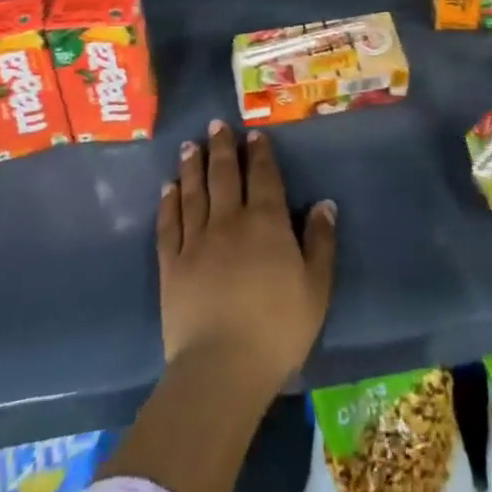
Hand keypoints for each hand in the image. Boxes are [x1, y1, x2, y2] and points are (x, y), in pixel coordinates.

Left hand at [158, 120, 336, 391]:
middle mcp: (229, 221)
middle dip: (221, 147)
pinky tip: (168, 189)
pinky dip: (168, 203)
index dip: (258, 153)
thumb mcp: (316, 288)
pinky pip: (169, 224)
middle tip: (215, 124)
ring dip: (192, 166)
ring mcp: (196, 241)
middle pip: (224, 175)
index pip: (263, 176)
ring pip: (193, 192)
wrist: (221, 367)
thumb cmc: (277, 329)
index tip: (252, 133)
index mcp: (266, 222)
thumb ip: (320, 243)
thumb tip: (324, 204)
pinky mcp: (171, 265)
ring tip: (188, 146)